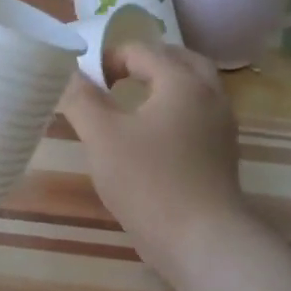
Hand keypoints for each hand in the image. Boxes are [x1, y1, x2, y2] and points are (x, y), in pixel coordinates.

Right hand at [60, 42, 246, 275]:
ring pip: (194, 88)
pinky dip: (175, 109)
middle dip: (146, 61)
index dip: (110, 58)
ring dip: (163, 84)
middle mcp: (210, 96)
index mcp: (182, 82)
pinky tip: (150, 134)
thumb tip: (68, 72)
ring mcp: (222, 127)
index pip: (143, 50)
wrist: (201, 240)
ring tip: (130, 101)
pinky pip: (198, 114)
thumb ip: (82, 99)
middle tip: (114, 77)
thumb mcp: (101, 136)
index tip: (86, 82)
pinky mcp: (222, 154)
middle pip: (179, 60)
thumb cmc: (148, 180)